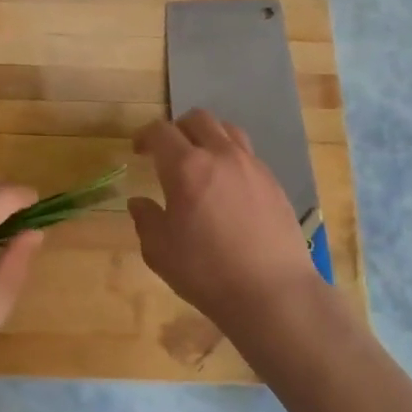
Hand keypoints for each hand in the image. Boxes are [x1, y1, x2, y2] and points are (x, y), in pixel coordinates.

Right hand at [129, 110, 328, 341]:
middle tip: (168, 151)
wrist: (272, 292)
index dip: (144, 136)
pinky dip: (231, 157)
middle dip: (177, 128)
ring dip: (208, 136)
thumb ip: (146, 220)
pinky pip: (248, 154)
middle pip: (198, 119)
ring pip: (227, 130)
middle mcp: (221, 155)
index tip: (138, 150)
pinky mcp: (273, 182)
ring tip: (200, 160)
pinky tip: (228, 185)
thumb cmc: (207, 272)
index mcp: (186, 167)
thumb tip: (139, 202)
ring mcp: (252, 166)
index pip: (161, 132)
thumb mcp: (160, 251)